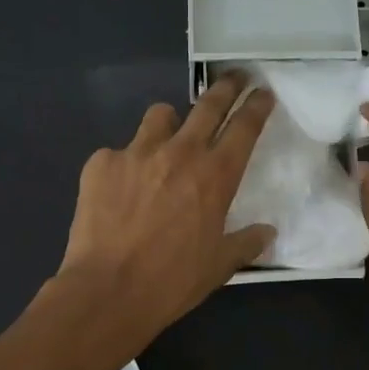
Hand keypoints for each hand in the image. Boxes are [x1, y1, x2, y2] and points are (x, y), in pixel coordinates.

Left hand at [53, 72, 276, 349]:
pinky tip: (121, 188)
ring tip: (168, 136)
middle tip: (234, 78)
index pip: (244, 127)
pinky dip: (126, 163)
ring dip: (171, 121)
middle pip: (208, 104)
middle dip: (226, 87)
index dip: (257, 106)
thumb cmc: (173, 281)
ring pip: (160, 115)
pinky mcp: (101, 163)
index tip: (263, 92)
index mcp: (215, 176)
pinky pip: (119, 151)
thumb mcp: (219, 266)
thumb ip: (246, 243)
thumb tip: (267, 233)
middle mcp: (180, 153)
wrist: (108, 290)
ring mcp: (137, 153)